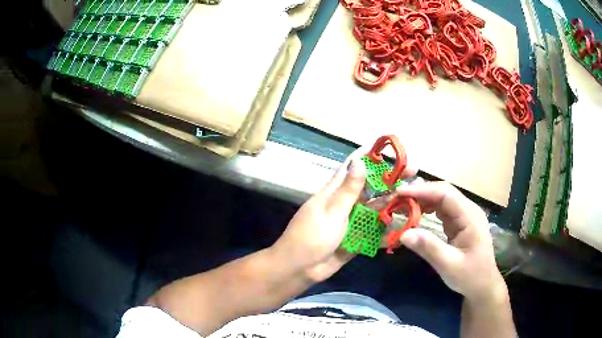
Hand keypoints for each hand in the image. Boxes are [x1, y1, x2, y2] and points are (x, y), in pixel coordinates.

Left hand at [271, 148, 415, 282]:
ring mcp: (352, 221)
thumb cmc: (311, 237)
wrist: (300, 269)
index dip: (369, 155)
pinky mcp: (356, 238)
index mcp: (335, 192)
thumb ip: (348, 190)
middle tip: (413, 172)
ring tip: (415, 197)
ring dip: (393, 203)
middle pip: (371, 187)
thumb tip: (359, 161)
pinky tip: (404, 227)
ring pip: (376, 208)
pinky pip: (375, 230)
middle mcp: (346, 203)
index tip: (388, 146)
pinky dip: (387, 229)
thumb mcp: (331, 212)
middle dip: (390, 179)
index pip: (353, 166)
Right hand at [395, 181, 506, 301]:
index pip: (445, 193)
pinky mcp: (459, 223)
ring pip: (441, 199)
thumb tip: (403, 234)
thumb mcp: (449, 265)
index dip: (422, 191)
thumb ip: (429, 248)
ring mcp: (464, 216)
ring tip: (402, 206)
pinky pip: (441, 210)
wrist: (483, 286)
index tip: (399, 194)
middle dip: (420, 193)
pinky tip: (416, 215)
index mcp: (470, 216)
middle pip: (443, 192)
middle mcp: (468, 210)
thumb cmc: (470, 276)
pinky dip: (427, 209)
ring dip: (422, 200)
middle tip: (396, 199)